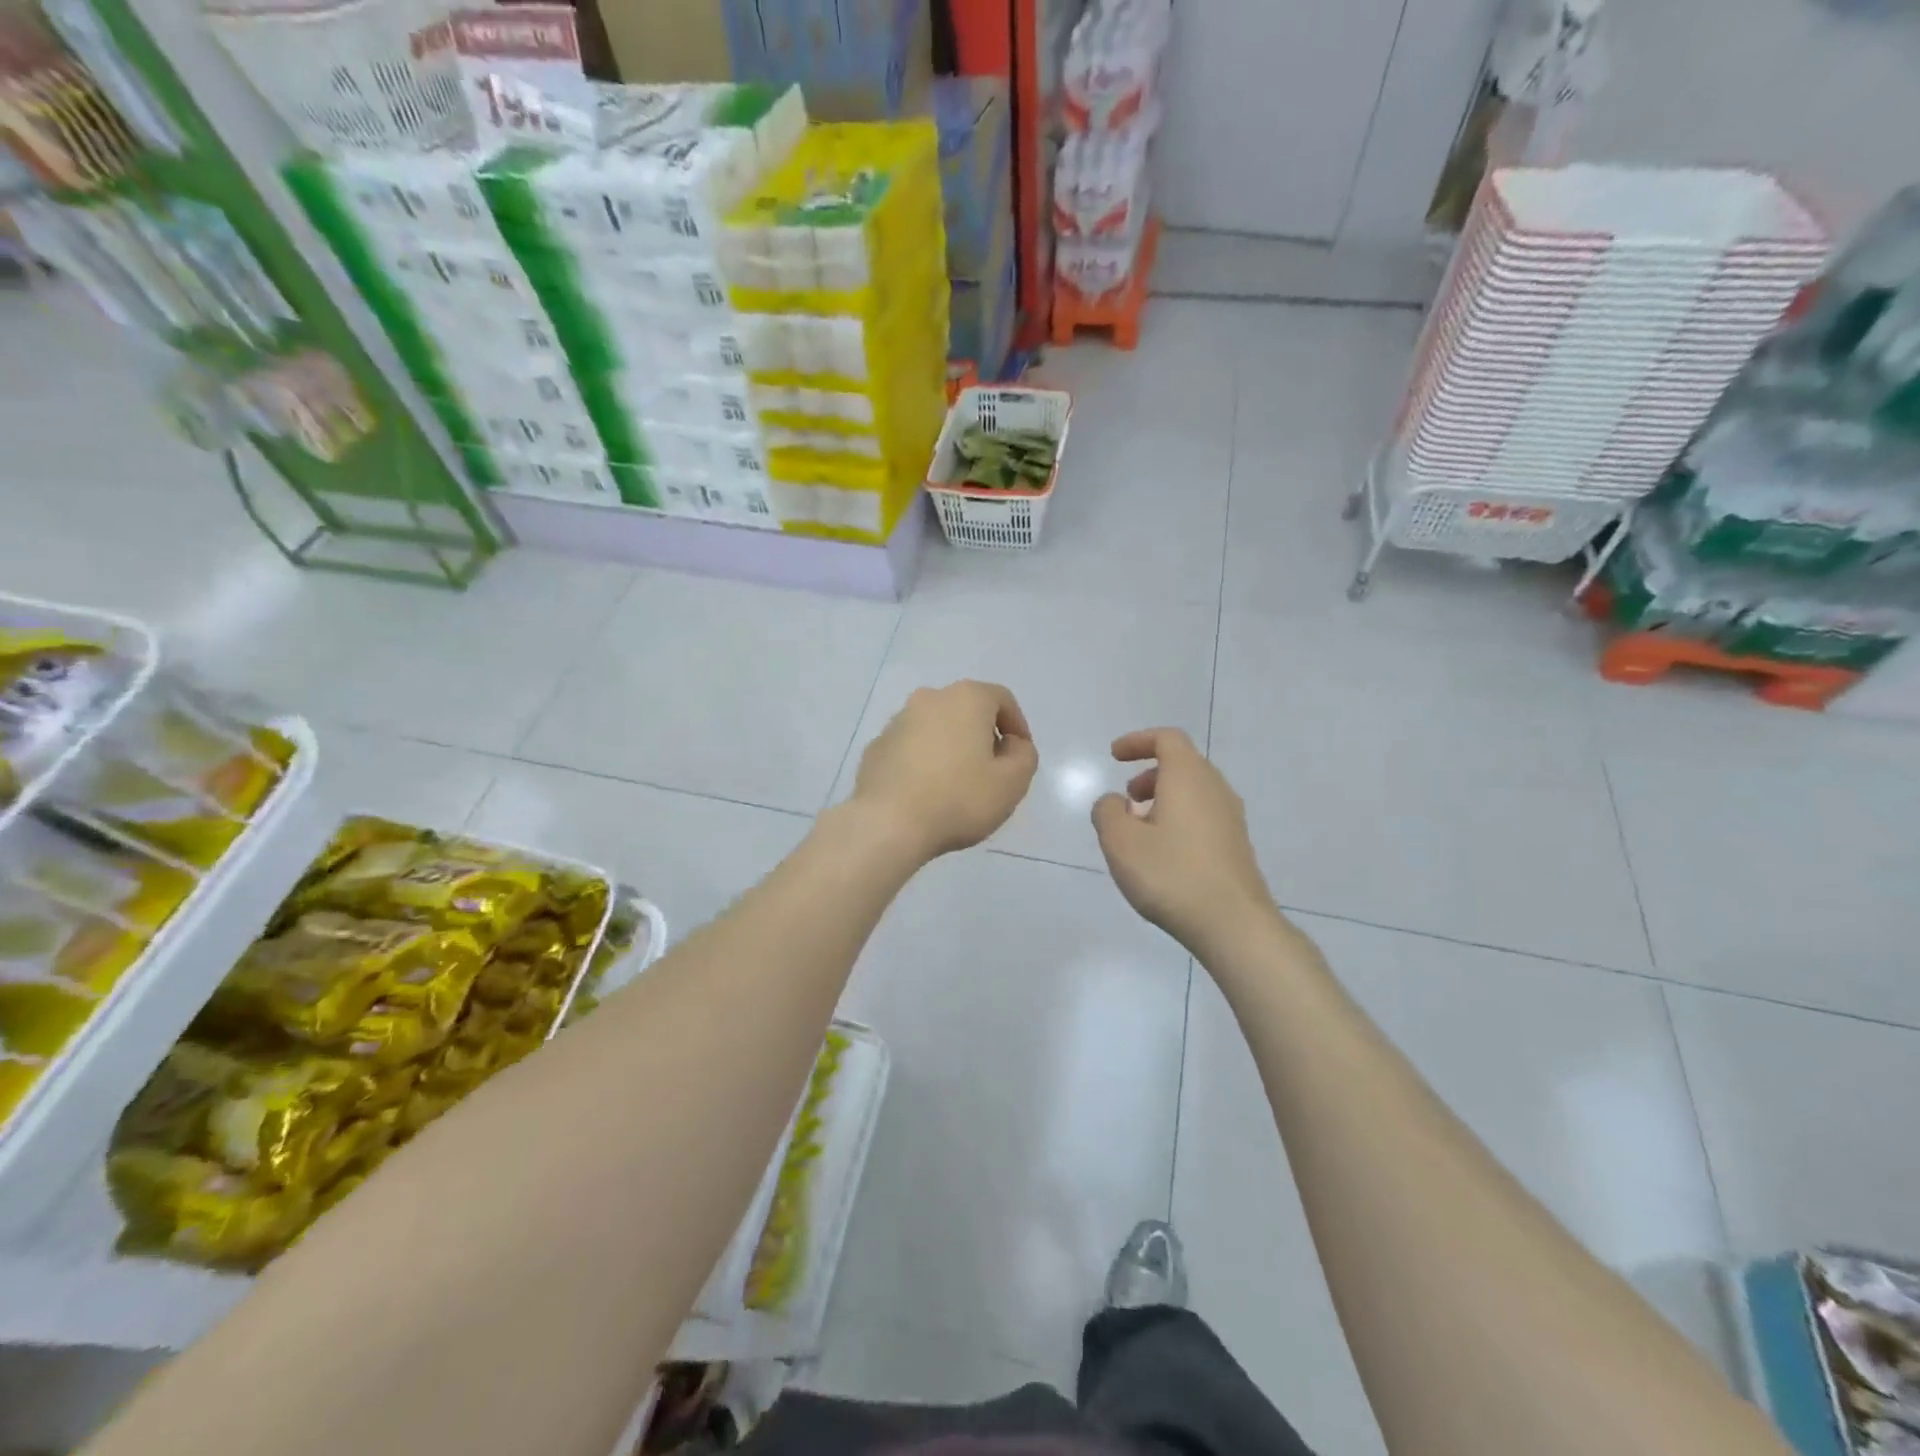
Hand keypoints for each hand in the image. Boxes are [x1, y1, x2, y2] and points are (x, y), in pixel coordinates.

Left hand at [852, 681, 1038, 861]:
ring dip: (950, 749)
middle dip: (982, 736)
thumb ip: (1023, 755)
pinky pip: (910, 749)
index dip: (1017, 726)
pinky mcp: (875, 748)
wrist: (888, 824)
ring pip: (935, 729)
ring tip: (956, 785)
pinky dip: (923, 762)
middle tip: (991, 771)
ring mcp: (897, 722)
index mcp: (966, 698)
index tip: (1020, 755)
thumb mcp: (1012, 782)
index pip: (1002, 699)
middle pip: (966, 711)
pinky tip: (926, 794)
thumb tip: (1010, 744)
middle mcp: (929, 699)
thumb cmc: (959, 798)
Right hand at [1092, 728, 1277, 955]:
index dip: (1138, 741)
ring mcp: (1231, 819)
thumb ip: (1107, 812)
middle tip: (1126, 797)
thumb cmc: (1171, 874)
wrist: (1233, 924)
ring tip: (1139, 829)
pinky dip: (1179, 819)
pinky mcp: (1236, 846)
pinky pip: (1203, 816)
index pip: (1167, 739)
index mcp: (1188, 777)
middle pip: (1183, 764)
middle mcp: (1215, 789)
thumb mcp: (1120, 842)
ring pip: (1194, 792)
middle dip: (1149, 773)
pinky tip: (1163, 853)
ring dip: (1164, 799)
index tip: (1114, 756)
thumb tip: (1114, 802)